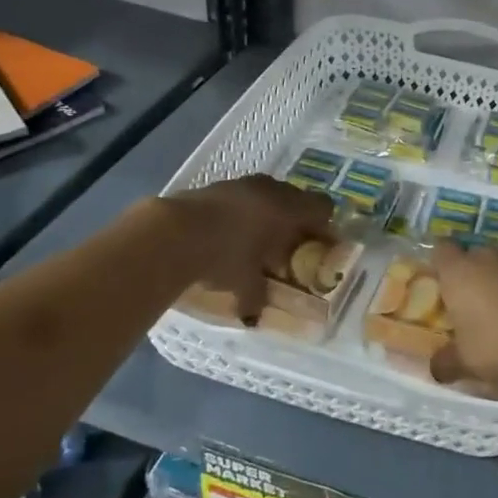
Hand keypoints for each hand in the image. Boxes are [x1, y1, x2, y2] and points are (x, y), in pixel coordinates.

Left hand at [165, 176, 334, 319]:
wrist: (173, 233)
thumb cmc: (224, 256)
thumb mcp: (245, 282)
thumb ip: (257, 295)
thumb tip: (255, 314)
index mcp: (289, 209)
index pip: (323, 207)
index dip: (324, 226)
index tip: (317, 246)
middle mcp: (272, 189)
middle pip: (296, 198)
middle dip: (295, 220)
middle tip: (287, 245)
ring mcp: (243, 183)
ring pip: (268, 194)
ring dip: (268, 213)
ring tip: (256, 239)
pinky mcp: (217, 185)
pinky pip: (243, 196)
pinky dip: (243, 211)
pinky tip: (228, 233)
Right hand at [429, 242, 497, 383]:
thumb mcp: (466, 361)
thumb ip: (446, 363)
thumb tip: (435, 369)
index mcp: (459, 272)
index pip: (441, 250)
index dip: (441, 264)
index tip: (443, 284)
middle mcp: (487, 257)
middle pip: (473, 257)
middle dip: (472, 277)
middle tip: (473, 307)